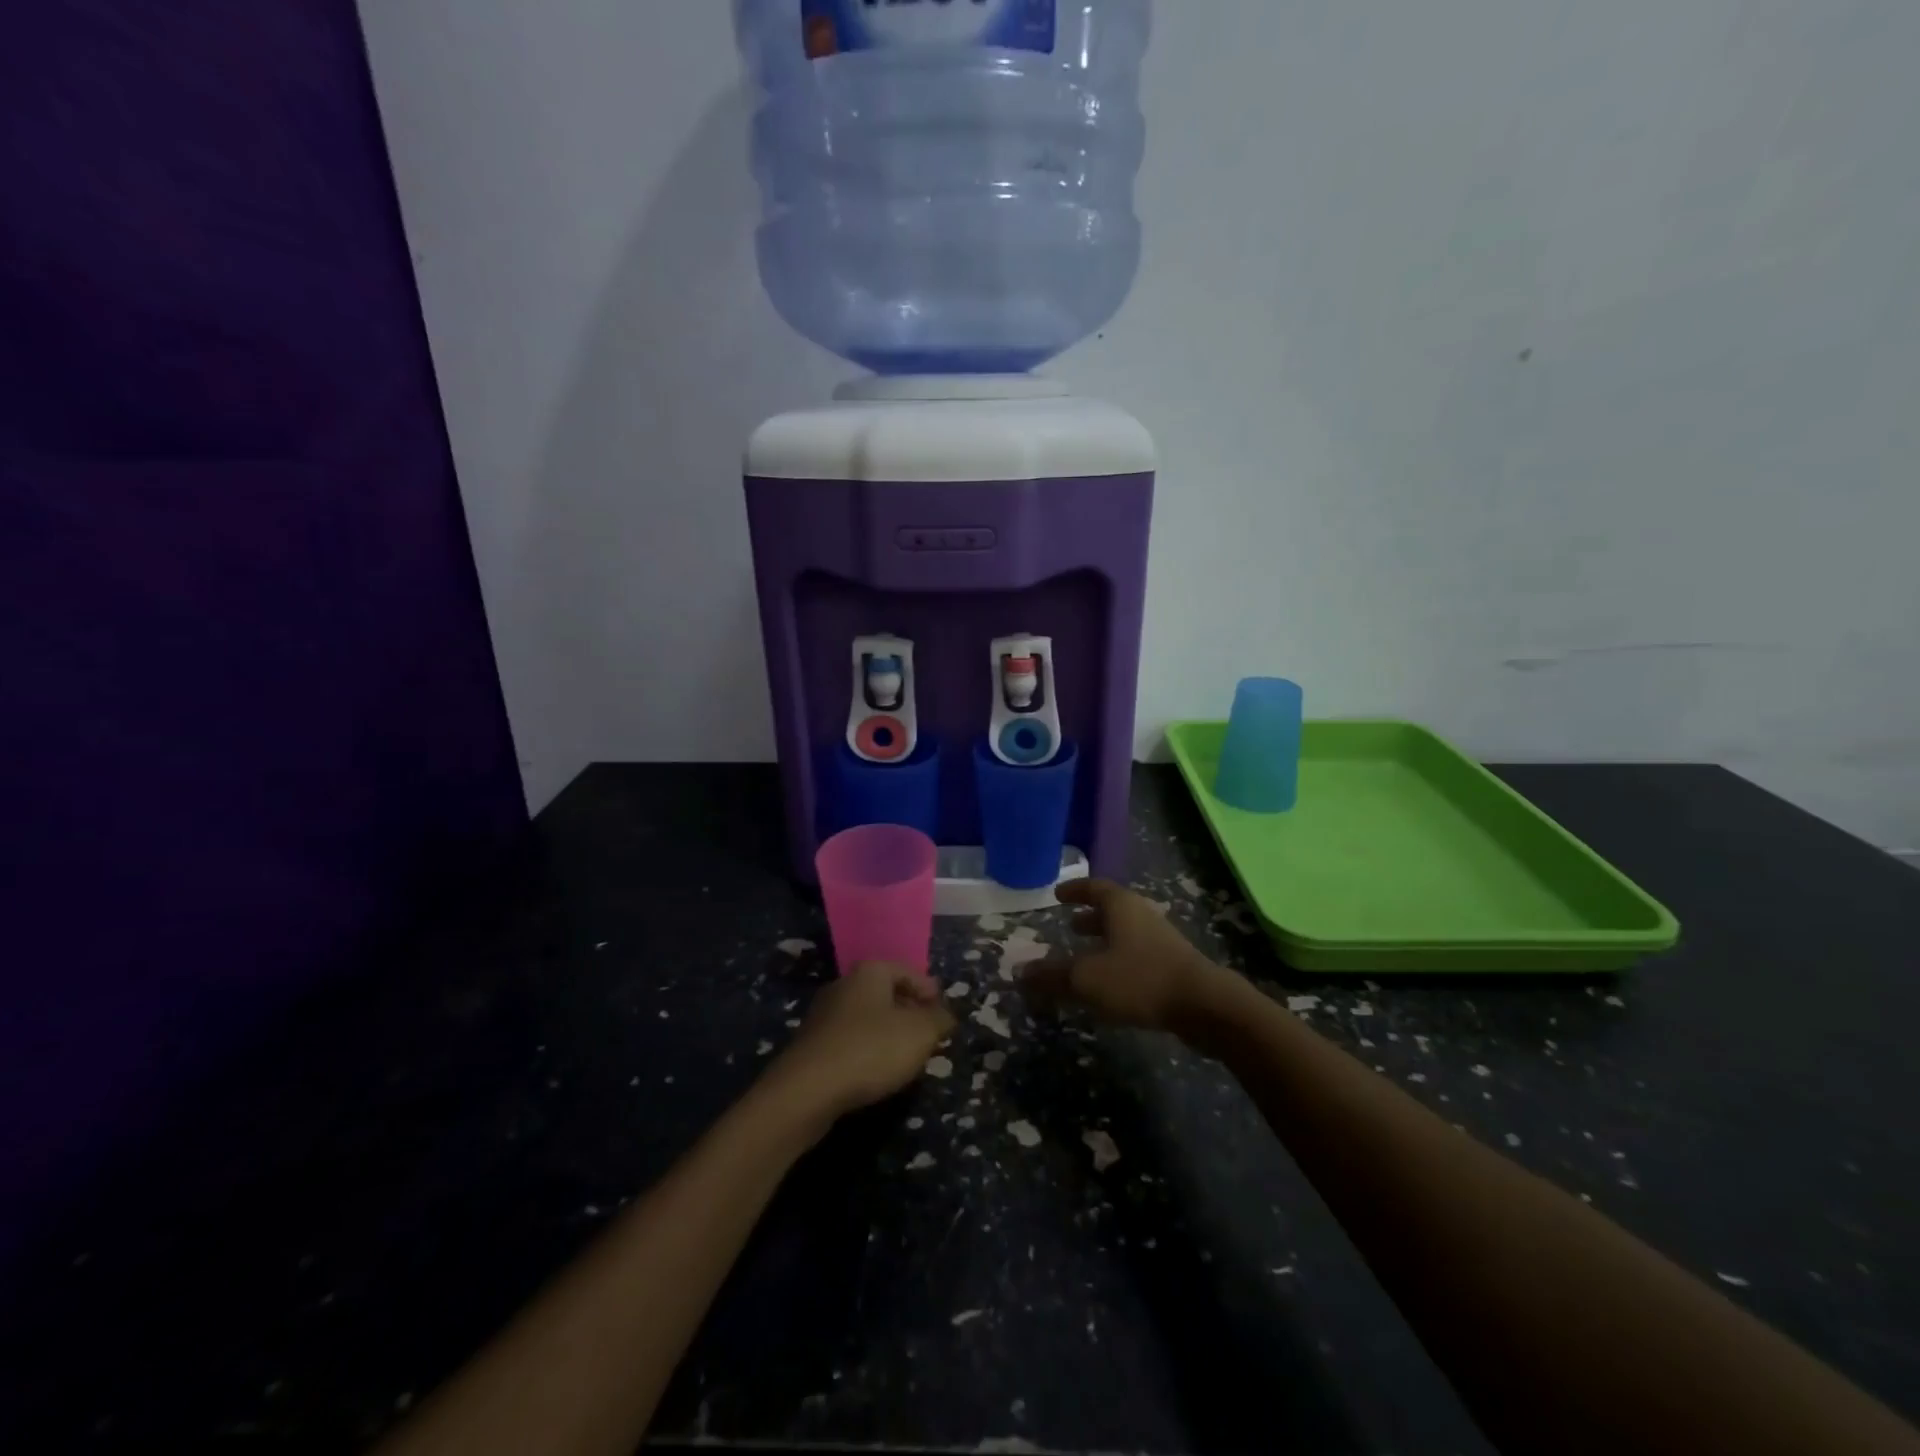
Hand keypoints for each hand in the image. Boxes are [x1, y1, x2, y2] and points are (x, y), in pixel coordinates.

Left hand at [771, 963, 956, 1121]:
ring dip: (888, 1033)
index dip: (928, 990)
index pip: (907, 971)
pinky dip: (867, 1050)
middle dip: (909, 1012)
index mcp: (870, 972)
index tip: (943, 1013)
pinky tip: (876, 1072)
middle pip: (885, 993)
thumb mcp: (920, 1033)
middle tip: (928, 1034)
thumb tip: (945, 1015)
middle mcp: (844, 985)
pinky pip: (850, 1040)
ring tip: (907, 1057)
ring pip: (867, 1018)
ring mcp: (823, 1015)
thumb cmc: (871, 1049)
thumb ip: (938, 1020)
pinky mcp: (812, 1045)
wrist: (807, 1090)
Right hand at [1023, 879, 1238, 1037]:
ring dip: (1105, 939)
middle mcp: (1142, 916)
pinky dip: (1119, 959)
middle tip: (1071, 924)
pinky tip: (1111, 983)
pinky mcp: (1173, 965)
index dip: (1075, 890)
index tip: (1058, 894)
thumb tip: (1019, 972)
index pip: (1094, 888)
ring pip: (1126, 933)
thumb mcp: (1087, 979)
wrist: (1206, 1006)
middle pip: (1113, 909)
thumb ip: (1052, 976)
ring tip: (1086, 954)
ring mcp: (1162, 940)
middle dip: (1090, 916)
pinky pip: (1137, 954)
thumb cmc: (1140, 980)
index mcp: (1121, 906)